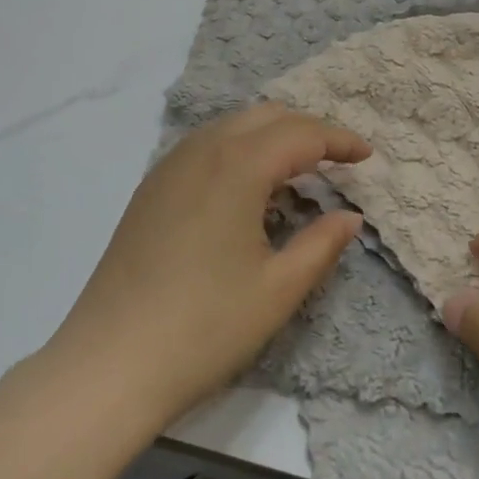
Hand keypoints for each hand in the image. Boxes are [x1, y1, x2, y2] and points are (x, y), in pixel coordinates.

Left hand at [47, 103, 369, 429]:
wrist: (111, 361)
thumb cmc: (205, 327)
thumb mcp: (278, 289)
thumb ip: (321, 244)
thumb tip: (350, 216)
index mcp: (237, 166)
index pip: (301, 134)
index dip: (339, 140)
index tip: (368, 156)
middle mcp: (202, 150)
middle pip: (266, 116)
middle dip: (307, 130)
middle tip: (337, 161)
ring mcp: (170, 166)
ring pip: (232, 126)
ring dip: (271, 137)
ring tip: (298, 172)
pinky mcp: (151, 187)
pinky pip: (205, 146)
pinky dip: (239, 150)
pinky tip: (247, 188)